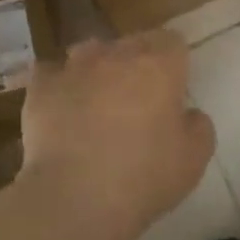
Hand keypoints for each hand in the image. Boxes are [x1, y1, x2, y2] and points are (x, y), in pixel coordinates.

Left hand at [20, 31, 214, 239]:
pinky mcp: (41, 86)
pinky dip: (58, 84)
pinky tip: (61, 108)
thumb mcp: (195, 158)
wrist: (75, 198)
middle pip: (132, 43)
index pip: (172, 41)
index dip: (174, 63)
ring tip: (97, 101)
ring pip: (90, 51)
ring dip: (98, 68)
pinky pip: (51, 72)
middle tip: (137, 101)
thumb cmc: (144, 176)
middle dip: (137, 64)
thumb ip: (198, 125)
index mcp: (159, 64)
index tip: (172, 90)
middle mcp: (116, 54)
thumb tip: (186, 114)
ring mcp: (75, 67)